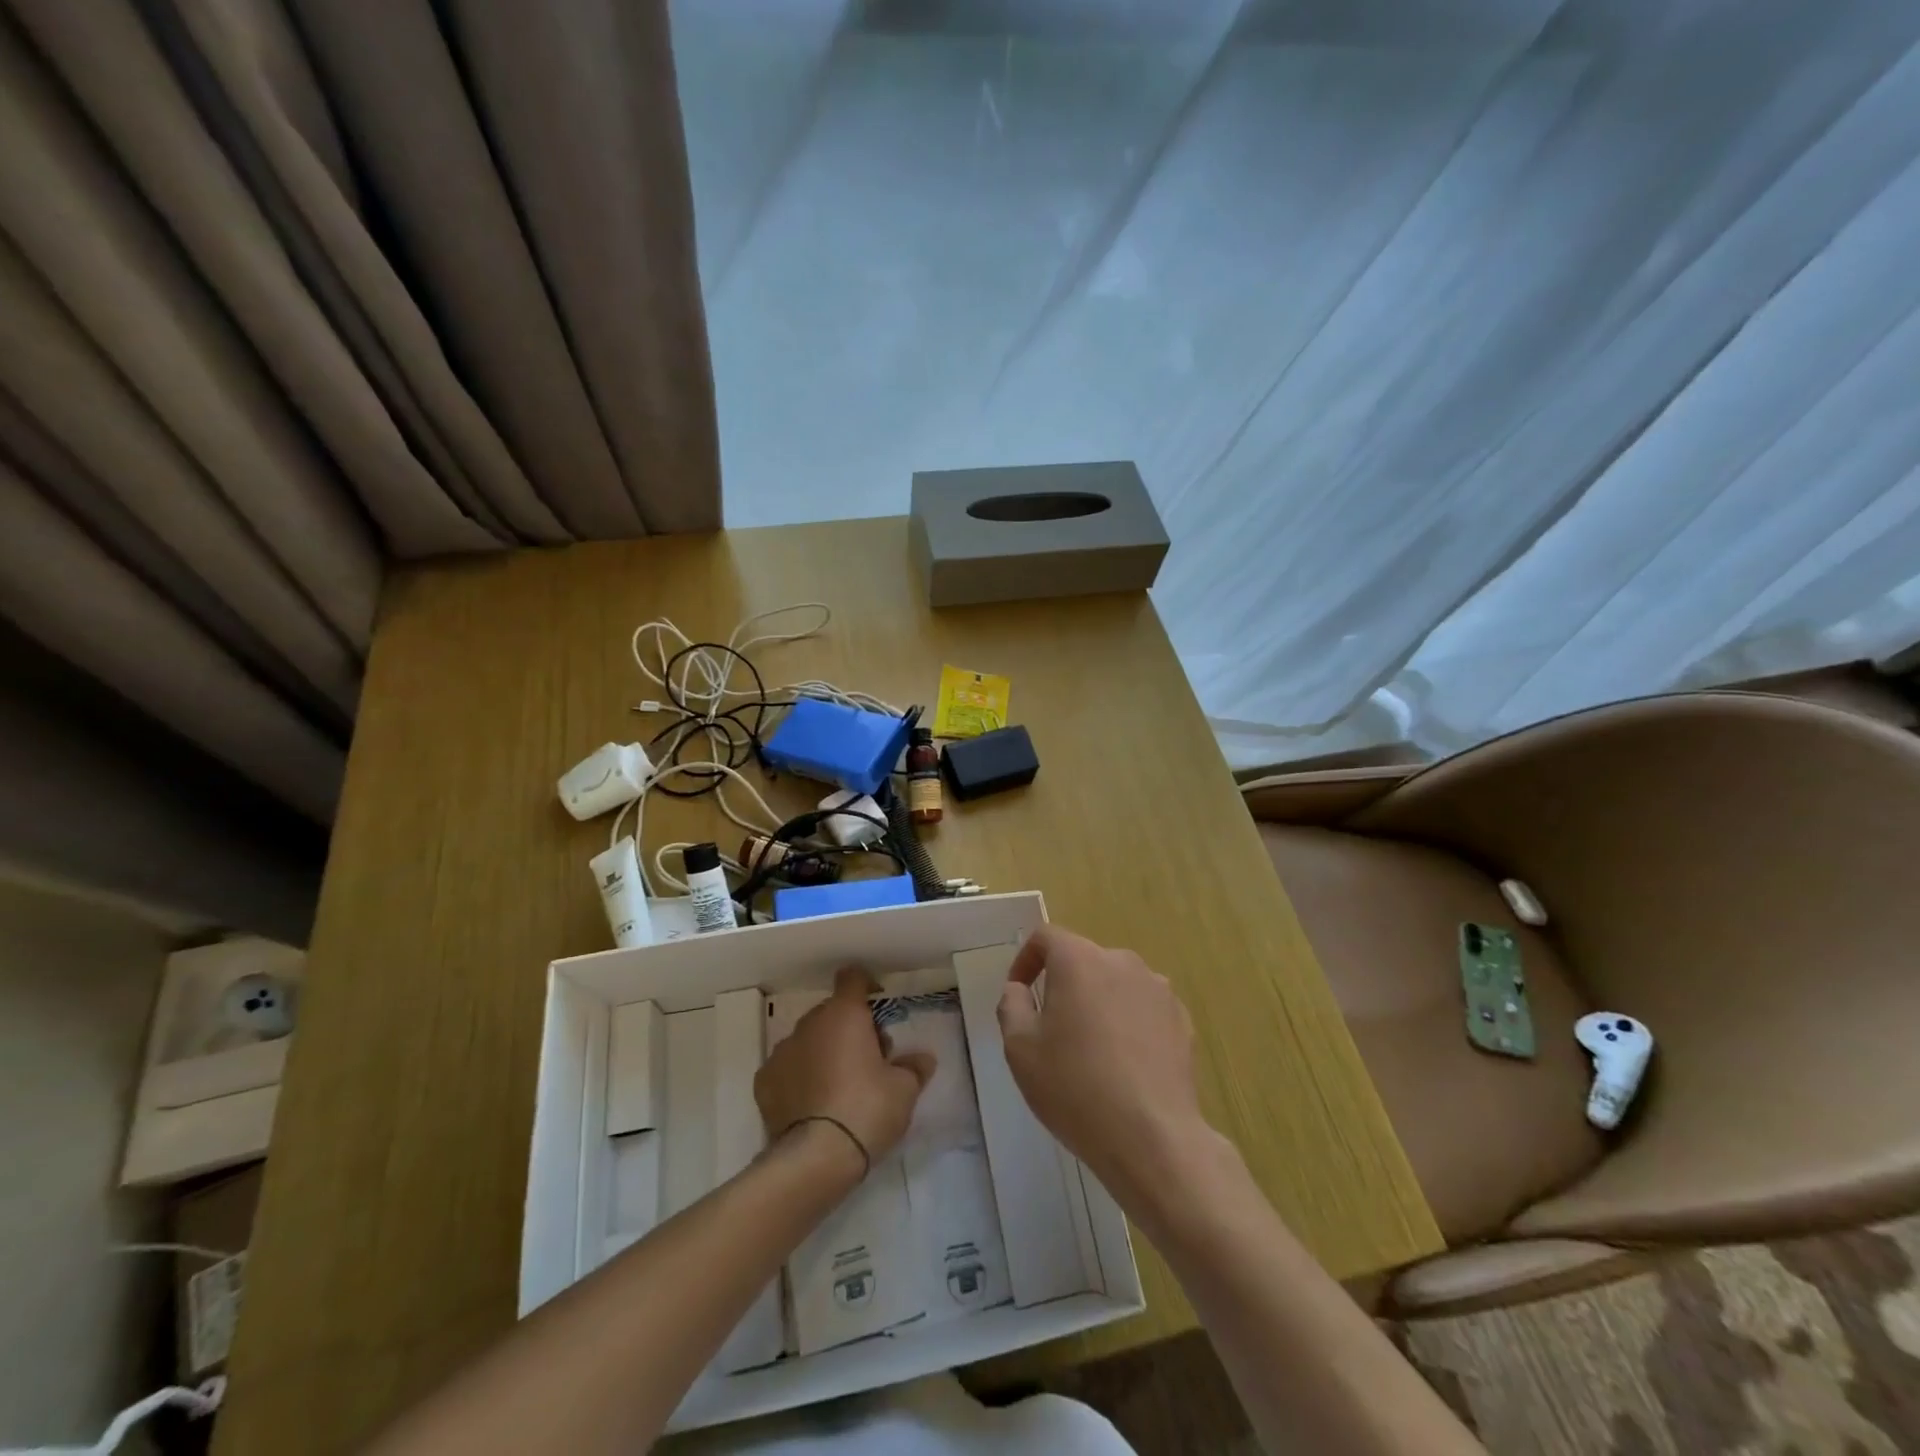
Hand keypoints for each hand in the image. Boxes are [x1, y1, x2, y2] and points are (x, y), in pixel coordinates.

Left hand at [755, 967, 934, 1176]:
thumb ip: (914, 1068)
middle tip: (868, 1060)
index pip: (852, 978)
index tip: (877, 1006)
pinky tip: (812, 1104)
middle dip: (848, 1028)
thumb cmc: (866, 1110)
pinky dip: (799, 1077)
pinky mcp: (764, 1082)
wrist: (815, 1159)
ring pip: (808, 1040)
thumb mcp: (904, 1090)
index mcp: (844, 1014)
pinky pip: (787, 1068)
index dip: (865, 986)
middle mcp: (810, 1024)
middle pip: (831, 1012)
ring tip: (838, 1086)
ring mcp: (782, 1051)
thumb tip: (923, 1059)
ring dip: (822, 1051)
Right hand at [997, 926, 1220, 1203]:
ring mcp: (1158, 989)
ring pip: (1115, 985)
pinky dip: (1129, 1024)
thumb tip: (1019, 989)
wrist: (1152, 1137)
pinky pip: (1144, 1009)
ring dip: (1098, 1004)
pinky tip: (1125, 1066)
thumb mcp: (1020, 1048)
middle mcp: (1122, 961)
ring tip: (1091, 1051)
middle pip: (1083, 960)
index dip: (1026, 959)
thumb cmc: (1075, 1087)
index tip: (1020, 993)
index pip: (1046, 936)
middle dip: (1064, 986)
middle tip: (1052, 1031)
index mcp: (1079, 960)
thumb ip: (1012, 1005)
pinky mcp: (1181, 1019)